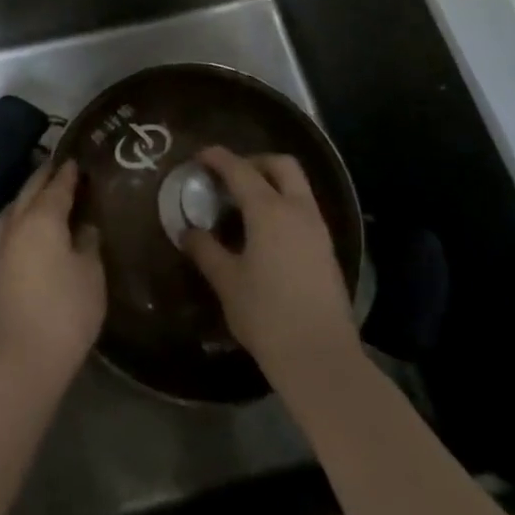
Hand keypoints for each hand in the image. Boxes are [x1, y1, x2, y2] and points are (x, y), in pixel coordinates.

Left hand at [0, 158, 104, 389]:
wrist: (25, 356)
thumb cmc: (66, 310)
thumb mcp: (91, 273)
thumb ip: (89, 242)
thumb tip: (85, 226)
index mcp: (43, 217)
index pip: (57, 186)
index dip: (68, 173)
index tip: (77, 159)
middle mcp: (18, 223)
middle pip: (30, 190)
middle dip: (45, 176)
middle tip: (61, 166)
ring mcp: (3, 244)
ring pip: (14, 206)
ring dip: (28, 194)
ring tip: (43, 191)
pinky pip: (8, 224)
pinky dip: (18, 214)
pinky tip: (28, 223)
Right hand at [184, 146, 360, 388]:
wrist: (321, 358)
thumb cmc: (266, 315)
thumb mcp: (227, 282)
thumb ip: (205, 250)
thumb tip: (187, 231)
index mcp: (269, 211)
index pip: (240, 170)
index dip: (218, 158)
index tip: (200, 155)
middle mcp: (298, 210)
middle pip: (282, 165)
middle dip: (255, 161)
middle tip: (230, 176)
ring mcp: (318, 230)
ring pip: (298, 187)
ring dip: (272, 183)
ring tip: (244, 204)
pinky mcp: (328, 251)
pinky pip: (304, 210)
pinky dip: (284, 205)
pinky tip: (265, 232)